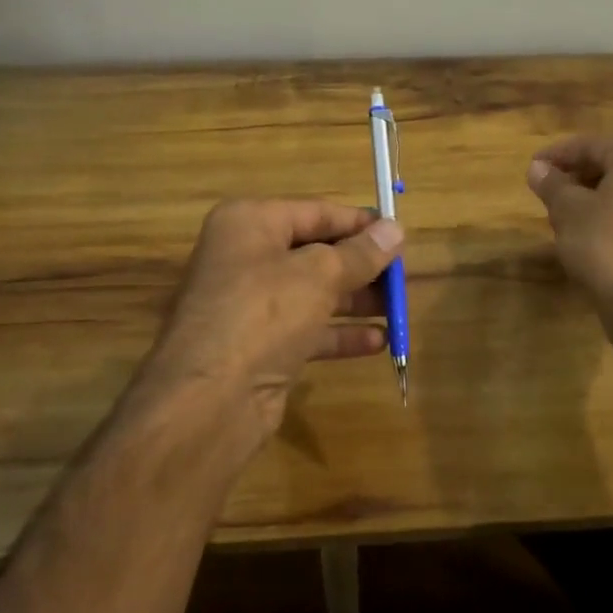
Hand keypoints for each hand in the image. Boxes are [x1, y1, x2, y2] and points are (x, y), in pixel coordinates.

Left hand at [134, 199, 404, 449]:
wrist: (209, 400)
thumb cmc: (264, 314)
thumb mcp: (320, 274)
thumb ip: (361, 253)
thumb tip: (396, 229)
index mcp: (250, 223)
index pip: (316, 212)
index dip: (359, 223)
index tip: (399, 235)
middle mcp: (246, 257)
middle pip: (315, 253)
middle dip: (361, 266)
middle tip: (403, 277)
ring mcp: (250, 304)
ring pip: (314, 293)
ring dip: (356, 300)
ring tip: (398, 309)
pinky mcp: (259, 345)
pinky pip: (307, 330)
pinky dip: (340, 333)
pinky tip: (378, 342)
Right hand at [526, 137, 612, 350]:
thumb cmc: (608, 247)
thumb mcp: (569, 211)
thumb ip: (552, 184)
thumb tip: (537, 168)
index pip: (593, 144)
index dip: (558, 154)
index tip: (531, 167)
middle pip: (611, 165)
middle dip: (575, 176)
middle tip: (544, 192)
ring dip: (589, 199)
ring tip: (558, 216)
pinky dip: (608, 217)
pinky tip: (584, 237)